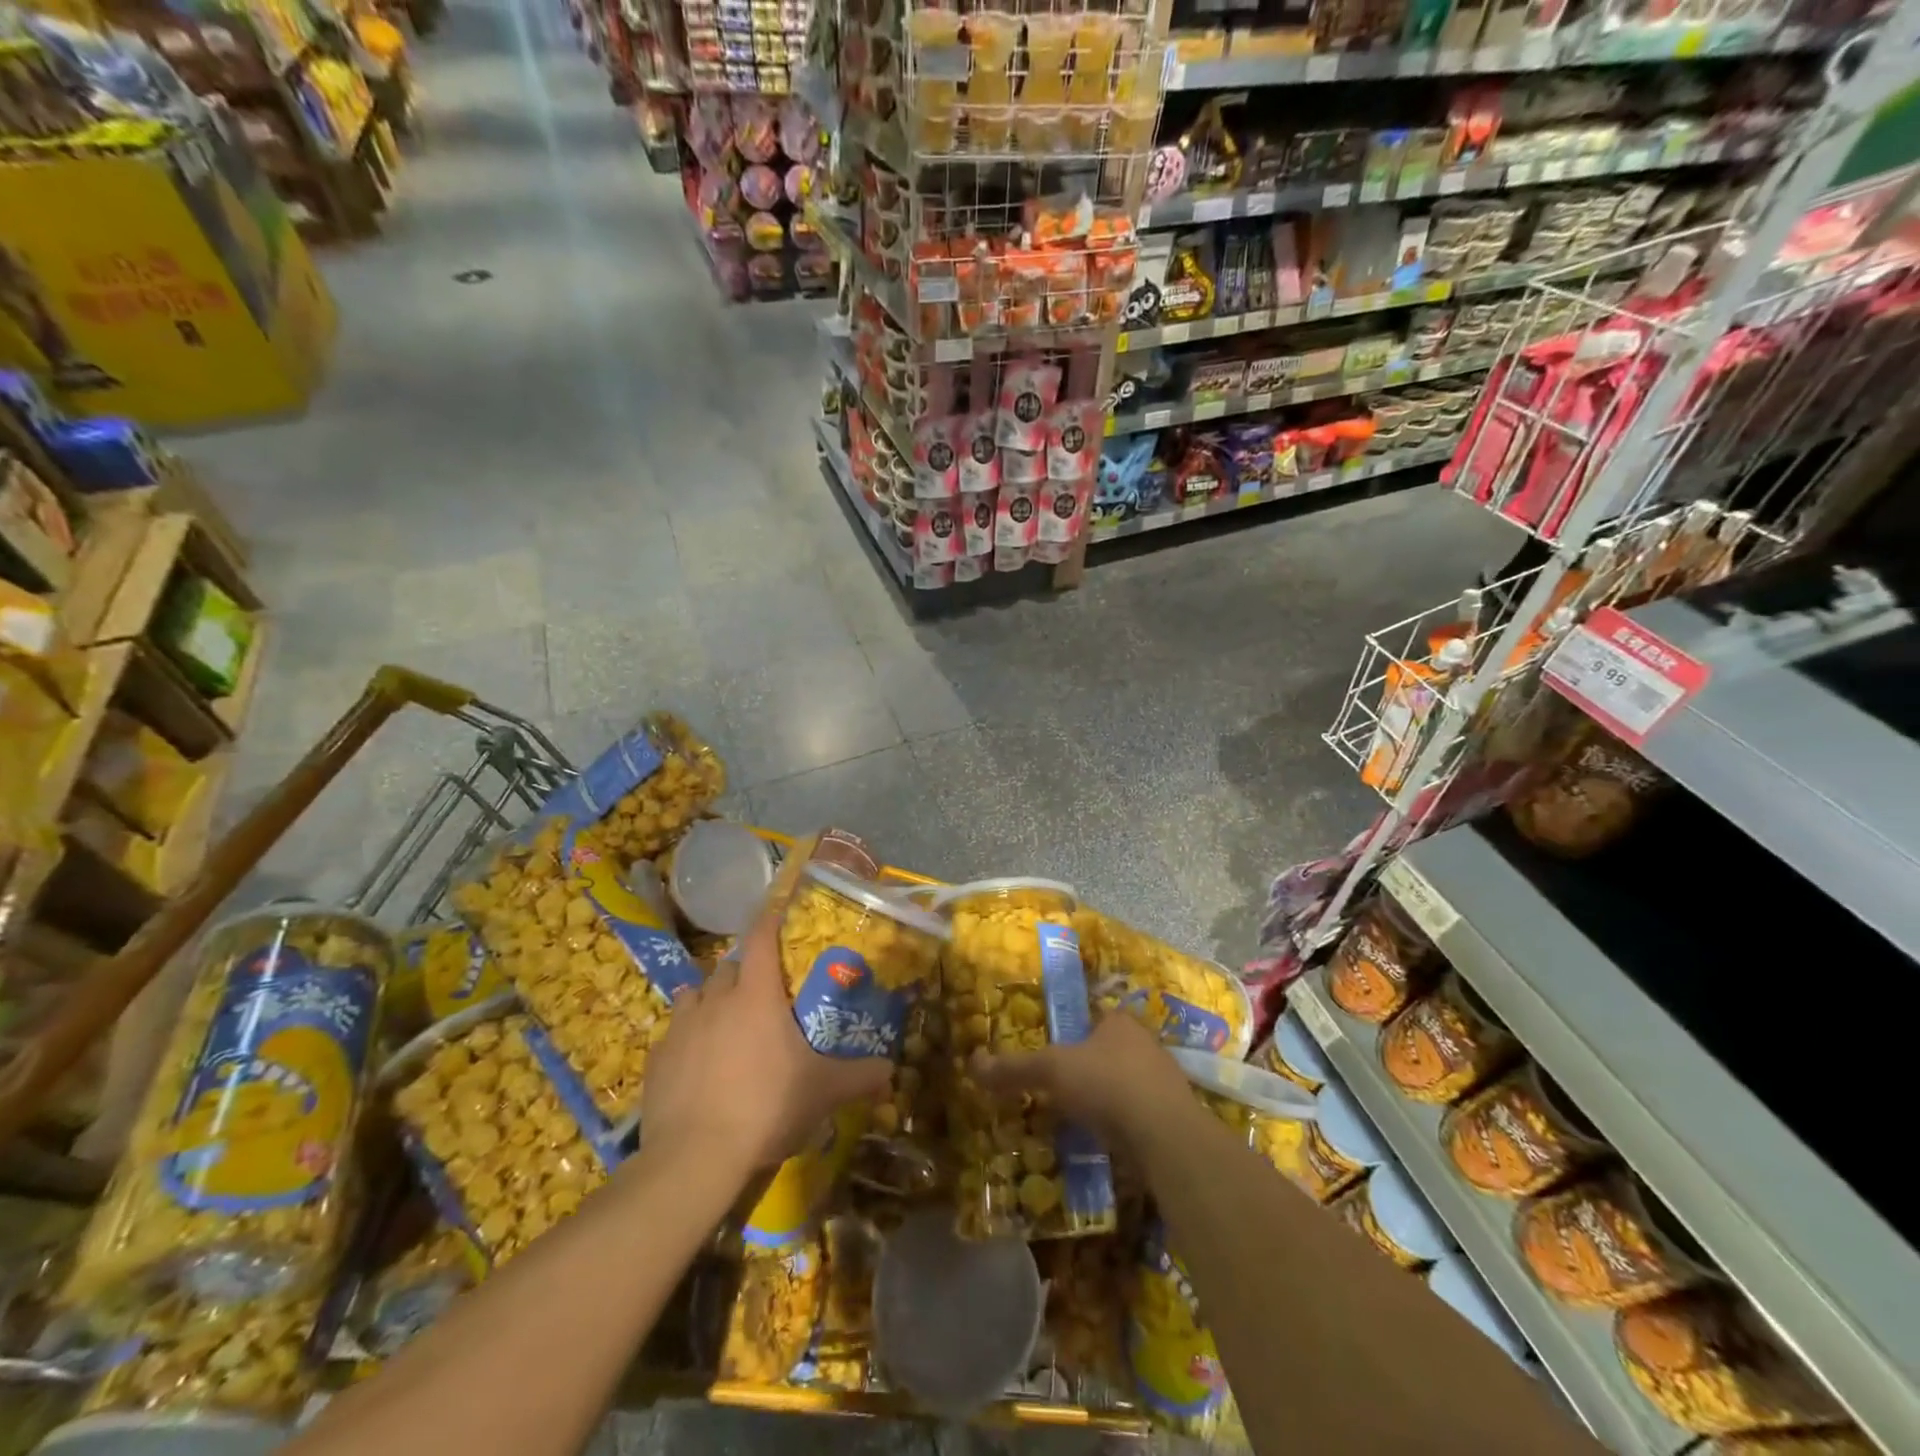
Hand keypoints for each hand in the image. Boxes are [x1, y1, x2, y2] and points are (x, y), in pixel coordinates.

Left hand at [640, 907, 891, 1175]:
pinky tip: (697, 1065)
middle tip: (763, 993)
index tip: (778, 913)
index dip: (770, 920)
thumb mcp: (824, 1092)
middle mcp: (716, 1000)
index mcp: (756, 995)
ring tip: (725, 1023)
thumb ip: (861, 1076)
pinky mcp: (655, 1060)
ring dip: (710, 1000)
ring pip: (694, 995)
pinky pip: (673, 1034)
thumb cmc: (766, 1107)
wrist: (694, 1160)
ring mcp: (680, 1028)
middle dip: (744, 972)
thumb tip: (892, 1070)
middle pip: (728, 967)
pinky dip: (686, 1039)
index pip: (761, 938)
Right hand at [971, 1011, 1190, 1148]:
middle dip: (1089, 1067)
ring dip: (1106, 1098)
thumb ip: (1014, 1068)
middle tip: (1060, 1088)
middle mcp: (1146, 1044)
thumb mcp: (1051, 1070)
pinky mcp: (1173, 1117)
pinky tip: (1106, 1141)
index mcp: (1119, 1021)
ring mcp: (1164, 1082)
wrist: (1166, 1136)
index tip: (1054, 1052)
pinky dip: (1122, 1125)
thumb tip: (972, 1063)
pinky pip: (1139, 1115)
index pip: (1093, 1017)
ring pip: (1126, 1084)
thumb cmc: (1107, 1084)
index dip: (1073, 1032)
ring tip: (1079, 1118)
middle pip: (1110, 1051)